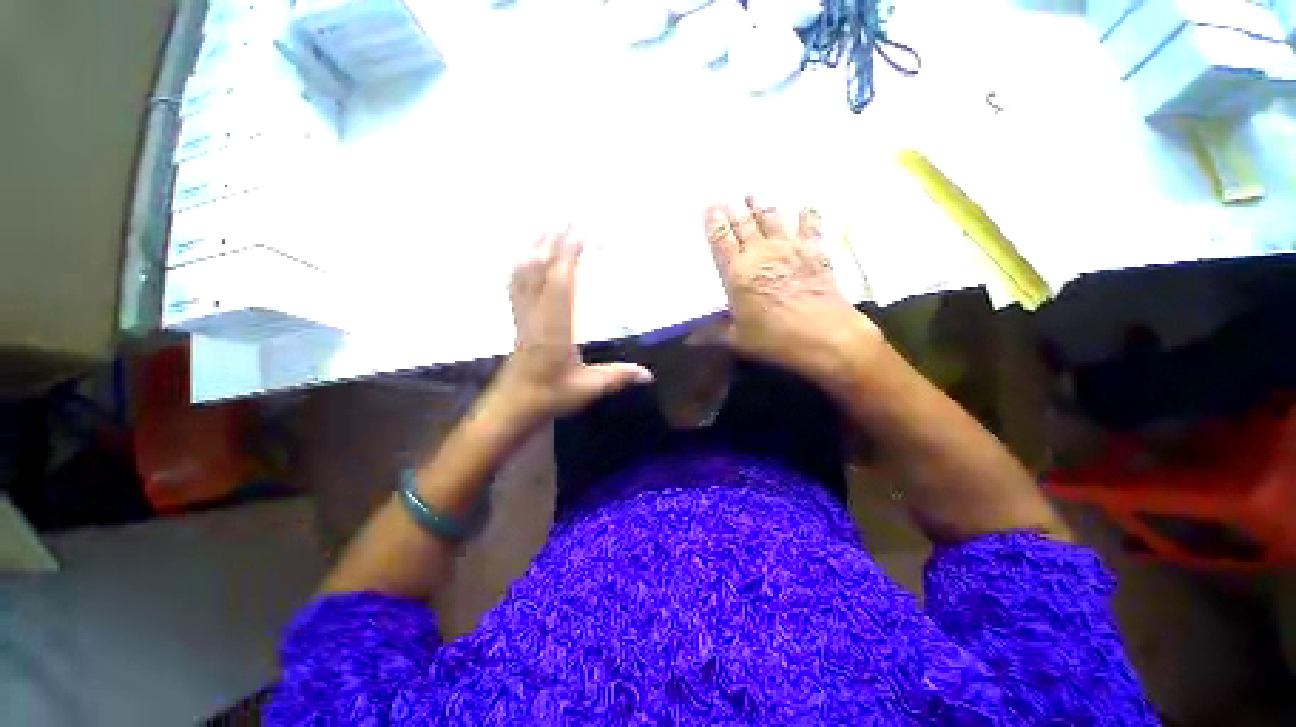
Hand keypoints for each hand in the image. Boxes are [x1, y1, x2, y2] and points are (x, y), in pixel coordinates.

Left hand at [490, 228, 652, 423]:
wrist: (513, 405)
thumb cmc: (550, 396)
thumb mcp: (587, 389)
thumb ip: (617, 378)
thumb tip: (649, 375)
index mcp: (554, 330)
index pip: (560, 284)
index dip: (569, 255)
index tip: (580, 231)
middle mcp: (536, 316)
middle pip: (540, 270)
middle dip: (553, 239)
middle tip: (567, 214)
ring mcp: (523, 315)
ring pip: (524, 272)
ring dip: (536, 245)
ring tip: (548, 223)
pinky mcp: (518, 318)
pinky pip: (516, 282)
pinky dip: (522, 261)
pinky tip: (527, 252)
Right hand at [703, 197, 880, 386]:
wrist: (824, 335)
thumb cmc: (775, 338)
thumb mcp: (738, 339)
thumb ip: (713, 334)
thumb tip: (689, 340)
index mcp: (737, 272)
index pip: (721, 240)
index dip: (714, 222)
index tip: (710, 208)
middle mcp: (760, 253)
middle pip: (744, 224)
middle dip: (734, 210)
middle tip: (727, 199)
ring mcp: (789, 248)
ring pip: (771, 218)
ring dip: (761, 206)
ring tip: (754, 195)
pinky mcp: (814, 251)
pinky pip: (810, 225)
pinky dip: (807, 215)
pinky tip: (805, 208)